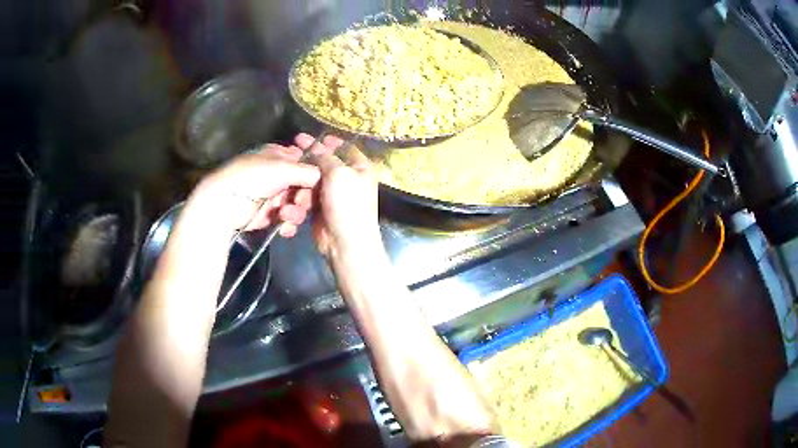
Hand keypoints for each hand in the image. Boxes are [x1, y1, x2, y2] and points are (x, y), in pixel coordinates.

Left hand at [185, 143, 319, 237]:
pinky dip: (288, 224)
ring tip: (285, 216)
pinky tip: (283, 227)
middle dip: (305, 196)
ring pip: (298, 204)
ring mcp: (274, 196)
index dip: (315, 172)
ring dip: (296, 212)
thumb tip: (325, 175)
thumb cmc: (253, 178)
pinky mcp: (269, 216)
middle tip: (300, 201)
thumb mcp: (282, 168)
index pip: (305, 161)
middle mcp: (278, 174)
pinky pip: (287, 220)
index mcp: (280, 156)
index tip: (322, 182)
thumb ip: (308, 171)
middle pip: (304, 186)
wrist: (225, 205)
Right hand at [292, 133, 380, 257]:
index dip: (328, 140)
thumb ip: (325, 157)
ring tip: (292, 172)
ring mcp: (334, 194)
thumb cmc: (348, 204)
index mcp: (360, 167)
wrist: (345, 242)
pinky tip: (292, 191)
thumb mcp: (338, 173)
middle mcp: (348, 178)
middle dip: (310, 156)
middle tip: (294, 146)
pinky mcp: (321, 207)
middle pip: (326, 162)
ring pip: (314, 178)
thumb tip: (316, 146)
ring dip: (303, 177)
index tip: (310, 136)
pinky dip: (301, 193)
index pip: (344, 147)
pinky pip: (309, 194)